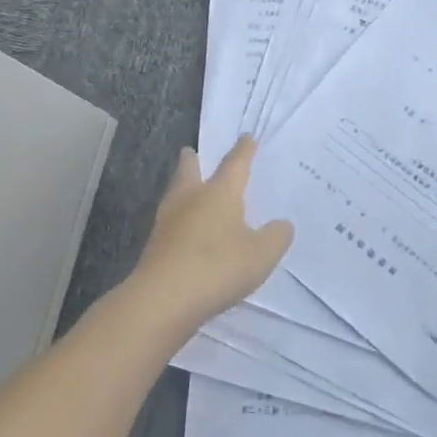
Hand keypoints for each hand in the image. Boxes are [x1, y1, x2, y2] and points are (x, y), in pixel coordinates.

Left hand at [129, 136, 293, 335]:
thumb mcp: (262, 254)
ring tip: (187, 188)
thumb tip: (282, 224)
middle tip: (190, 151)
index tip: (246, 137)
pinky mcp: (155, 247)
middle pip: (190, 172)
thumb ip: (276, 236)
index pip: (235, 164)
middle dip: (193, 161)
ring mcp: (168, 223)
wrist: (163, 300)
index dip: (243, 151)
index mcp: (219, 193)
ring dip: (182, 187)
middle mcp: (190, 200)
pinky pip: (170, 223)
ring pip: (175, 195)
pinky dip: (179, 219)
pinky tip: (185, 230)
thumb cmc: (218, 267)